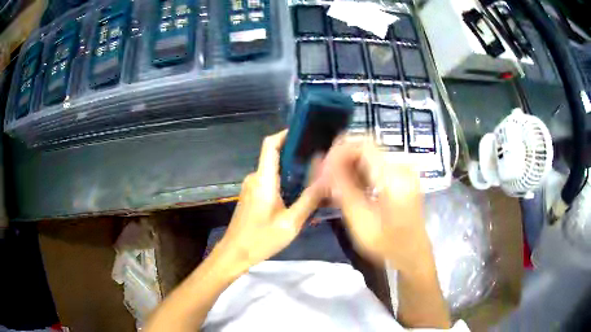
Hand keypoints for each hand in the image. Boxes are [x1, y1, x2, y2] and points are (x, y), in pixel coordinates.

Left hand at [215, 130, 323, 274]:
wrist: (234, 254)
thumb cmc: (261, 239)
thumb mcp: (291, 223)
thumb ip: (309, 199)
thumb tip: (326, 177)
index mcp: (263, 179)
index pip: (270, 144)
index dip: (285, 133)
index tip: (304, 131)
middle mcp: (255, 178)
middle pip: (275, 156)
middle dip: (296, 154)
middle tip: (320, 159)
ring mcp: (252, 187)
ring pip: (275, 171)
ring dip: (293, 171)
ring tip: (315, 176)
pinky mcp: (252, 196)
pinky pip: (270, 182)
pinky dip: (285, 183)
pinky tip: (300, 193)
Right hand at [320, 138, 432, 274]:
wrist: (412, 254)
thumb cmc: (387, 244)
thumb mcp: (360, 221)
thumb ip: (342, 189)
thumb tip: (324, 165)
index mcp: (394, 175)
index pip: (362, 144)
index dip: (338, 151)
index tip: (322, 170)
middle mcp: (401, 166)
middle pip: (363, 148)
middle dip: (339, 160)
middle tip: (322, 180)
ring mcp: (402, 170)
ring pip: (366, 156)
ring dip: (346, 167)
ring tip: (331, 187)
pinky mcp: (400, 177)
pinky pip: (373, 166)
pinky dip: (357, 174)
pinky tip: (347, 190)